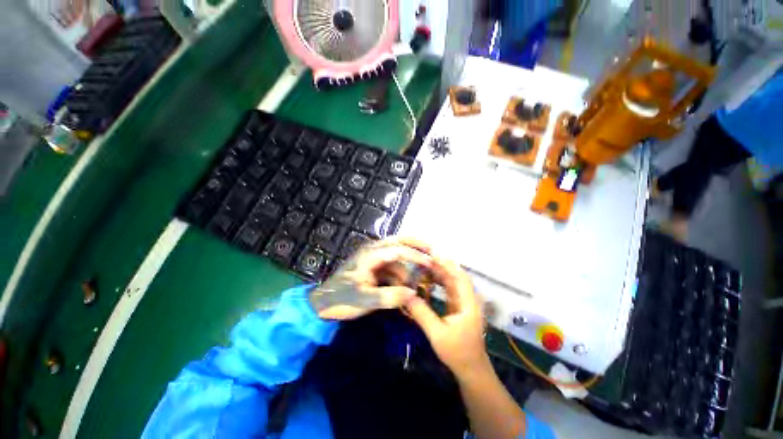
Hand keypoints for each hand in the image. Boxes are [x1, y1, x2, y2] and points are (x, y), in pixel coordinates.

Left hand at [309, 237, 431, 320]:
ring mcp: (373, 259)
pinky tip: (407, 285)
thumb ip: (388, 297)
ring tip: (422, 275)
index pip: (398, 250)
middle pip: (398, 241)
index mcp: (370, 254)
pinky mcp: (373, 267)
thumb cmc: (342, 299)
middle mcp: (373, 251)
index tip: (431, 262)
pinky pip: (392, 267)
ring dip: (409, 264)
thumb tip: (412, 294)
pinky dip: (402, 273)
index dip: (415, 256)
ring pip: (397, 256)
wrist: (324, 304)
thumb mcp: (364, 300)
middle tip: (432, 248)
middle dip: (415, 244)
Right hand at [403, 254, 489, 377]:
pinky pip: (449, 287)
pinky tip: (428, 277)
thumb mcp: (437, 333)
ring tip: (423, 263)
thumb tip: (405, 295)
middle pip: (456, 275)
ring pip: (452, 280)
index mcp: (469, 303)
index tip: (432, 255)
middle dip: (441, 264)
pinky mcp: (458, 305)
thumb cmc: (457, 352)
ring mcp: (464, 301)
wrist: (471, 368)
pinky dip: (439, 280)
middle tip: (423, 256)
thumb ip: (421, 313)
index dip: (447, 264)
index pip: (460, 277)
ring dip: (440, 271)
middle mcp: (469, 298)